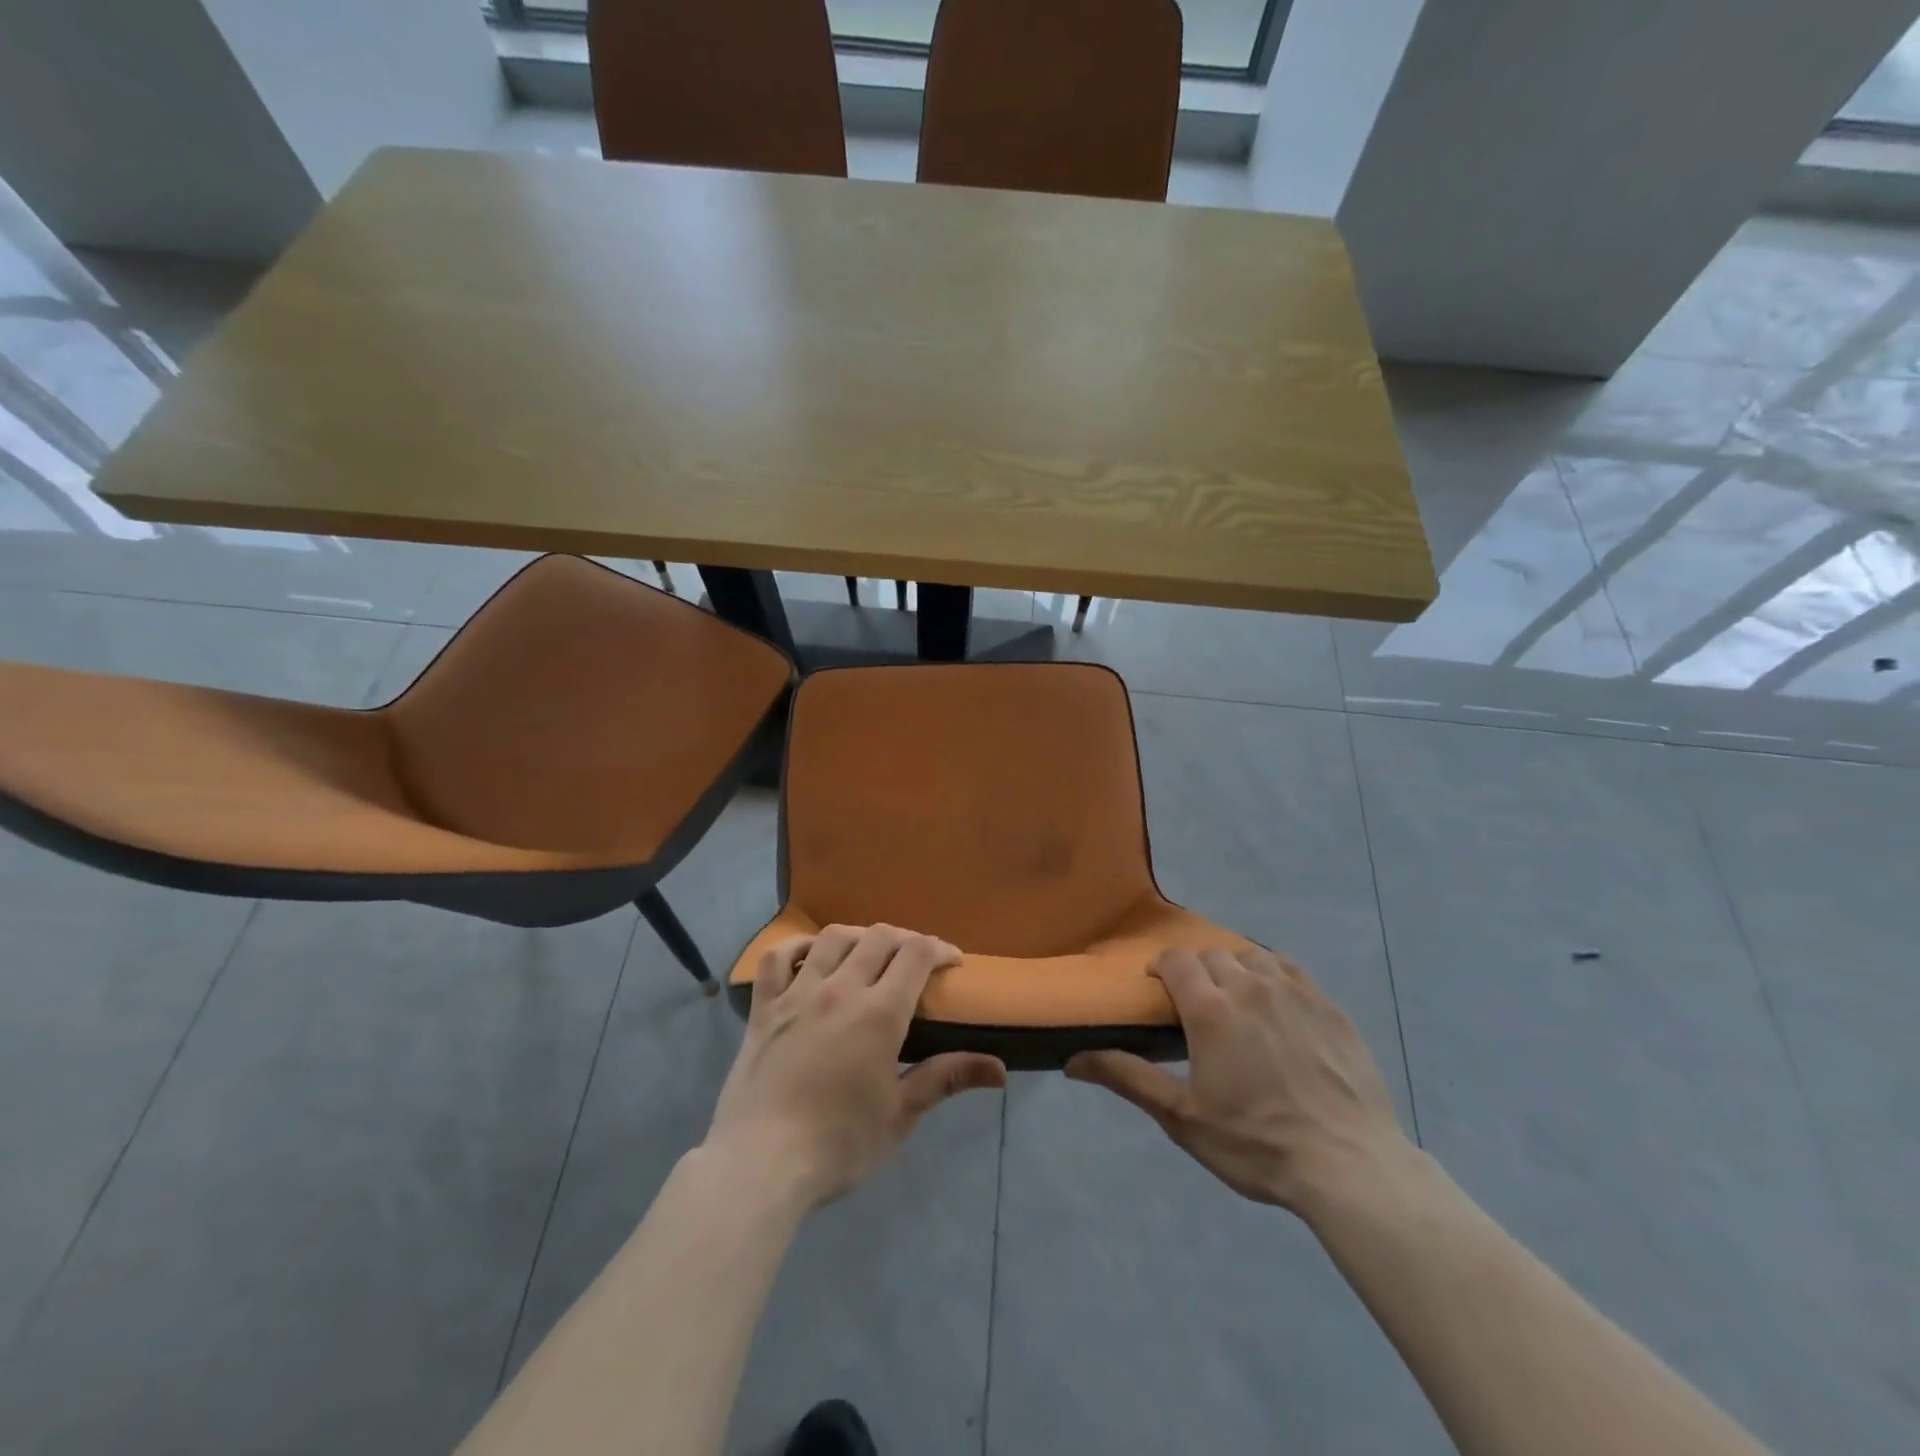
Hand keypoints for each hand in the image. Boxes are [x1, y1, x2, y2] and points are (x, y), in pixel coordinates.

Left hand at [705, 924, 1006, 1208]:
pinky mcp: (762, 1008)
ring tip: (868, 952)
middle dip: (905, 939)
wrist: (760, 1165)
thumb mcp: (900, 1115)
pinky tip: (809, 956)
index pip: (916, 954)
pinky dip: (795, 947)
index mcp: (879, 1014)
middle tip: (915, 959)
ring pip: (832, 939)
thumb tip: (1000, 1070)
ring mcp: (796, 994)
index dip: (939, 948)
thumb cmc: (839, 1144)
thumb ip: (946, 1078)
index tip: (952, 961)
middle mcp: (839, 990)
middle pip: (878, 937)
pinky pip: (776, 959)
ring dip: (858, 936)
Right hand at [1066, 946, 1408, 1214]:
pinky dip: (1273, 974)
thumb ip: (1127, 1079)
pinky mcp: (1329, 1006)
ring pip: (1252, 956)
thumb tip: (1071, 1061)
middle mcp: (1250, 986)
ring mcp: (1294, 992)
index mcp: (1210, 1008)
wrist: (1349, 1166)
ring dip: (1234, 969)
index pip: (1175, 960)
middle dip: (1196, 970)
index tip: (1158, 989)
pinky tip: (1275, 1001)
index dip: (1161, 967)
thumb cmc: (1256, 1143)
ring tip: (1235, 1000)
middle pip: (1212, 955)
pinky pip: (1291, 969)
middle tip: (1195, 1005)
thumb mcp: (1182, 1117)